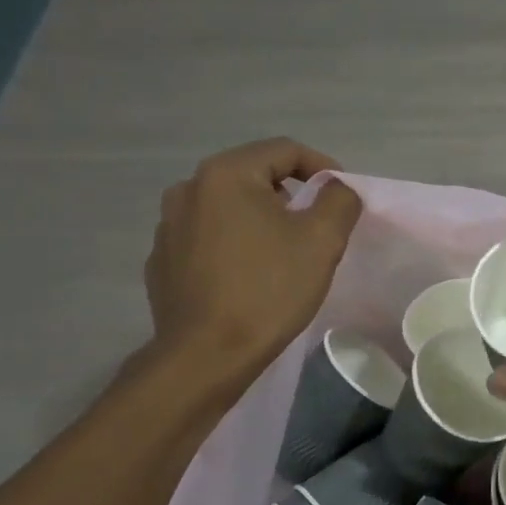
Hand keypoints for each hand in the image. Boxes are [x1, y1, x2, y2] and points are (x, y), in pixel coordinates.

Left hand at [144, 137, 362, 374]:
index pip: (285, 150)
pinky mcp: (162, 259)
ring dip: (262, 219)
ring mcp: (168, 225)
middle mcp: (188, 189)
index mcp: (225, 174)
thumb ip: (339, 200)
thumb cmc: (268, 289)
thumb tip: (337, 189)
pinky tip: (250, 276)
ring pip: (230, 207)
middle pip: (255, 176)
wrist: (206, 354)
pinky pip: (208, 236)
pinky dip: (235, 243)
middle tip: (318, 228)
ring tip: (285, 253)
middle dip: (293, 195)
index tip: (343, 198)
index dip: (323, 167)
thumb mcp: (322, 240)